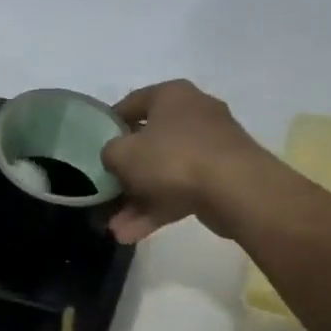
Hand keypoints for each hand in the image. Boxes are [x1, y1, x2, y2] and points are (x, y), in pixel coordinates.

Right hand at [101, 80, 274, 243]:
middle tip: (106, 195)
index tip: (94, 147)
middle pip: (149, 144)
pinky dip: (159, 210)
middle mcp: (193, 114)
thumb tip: (116, 158)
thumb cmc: (173, 158)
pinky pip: (182, 191)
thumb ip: (110, 153)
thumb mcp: (123, 154)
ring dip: (138, 202)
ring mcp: (210, 148)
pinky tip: (133, 235)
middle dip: (125, 176)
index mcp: (171, 96)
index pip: (131, 104)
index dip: (108, 126)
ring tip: (116, 229)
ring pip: (164, 173)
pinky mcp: (221, 177)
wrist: (236, 190)